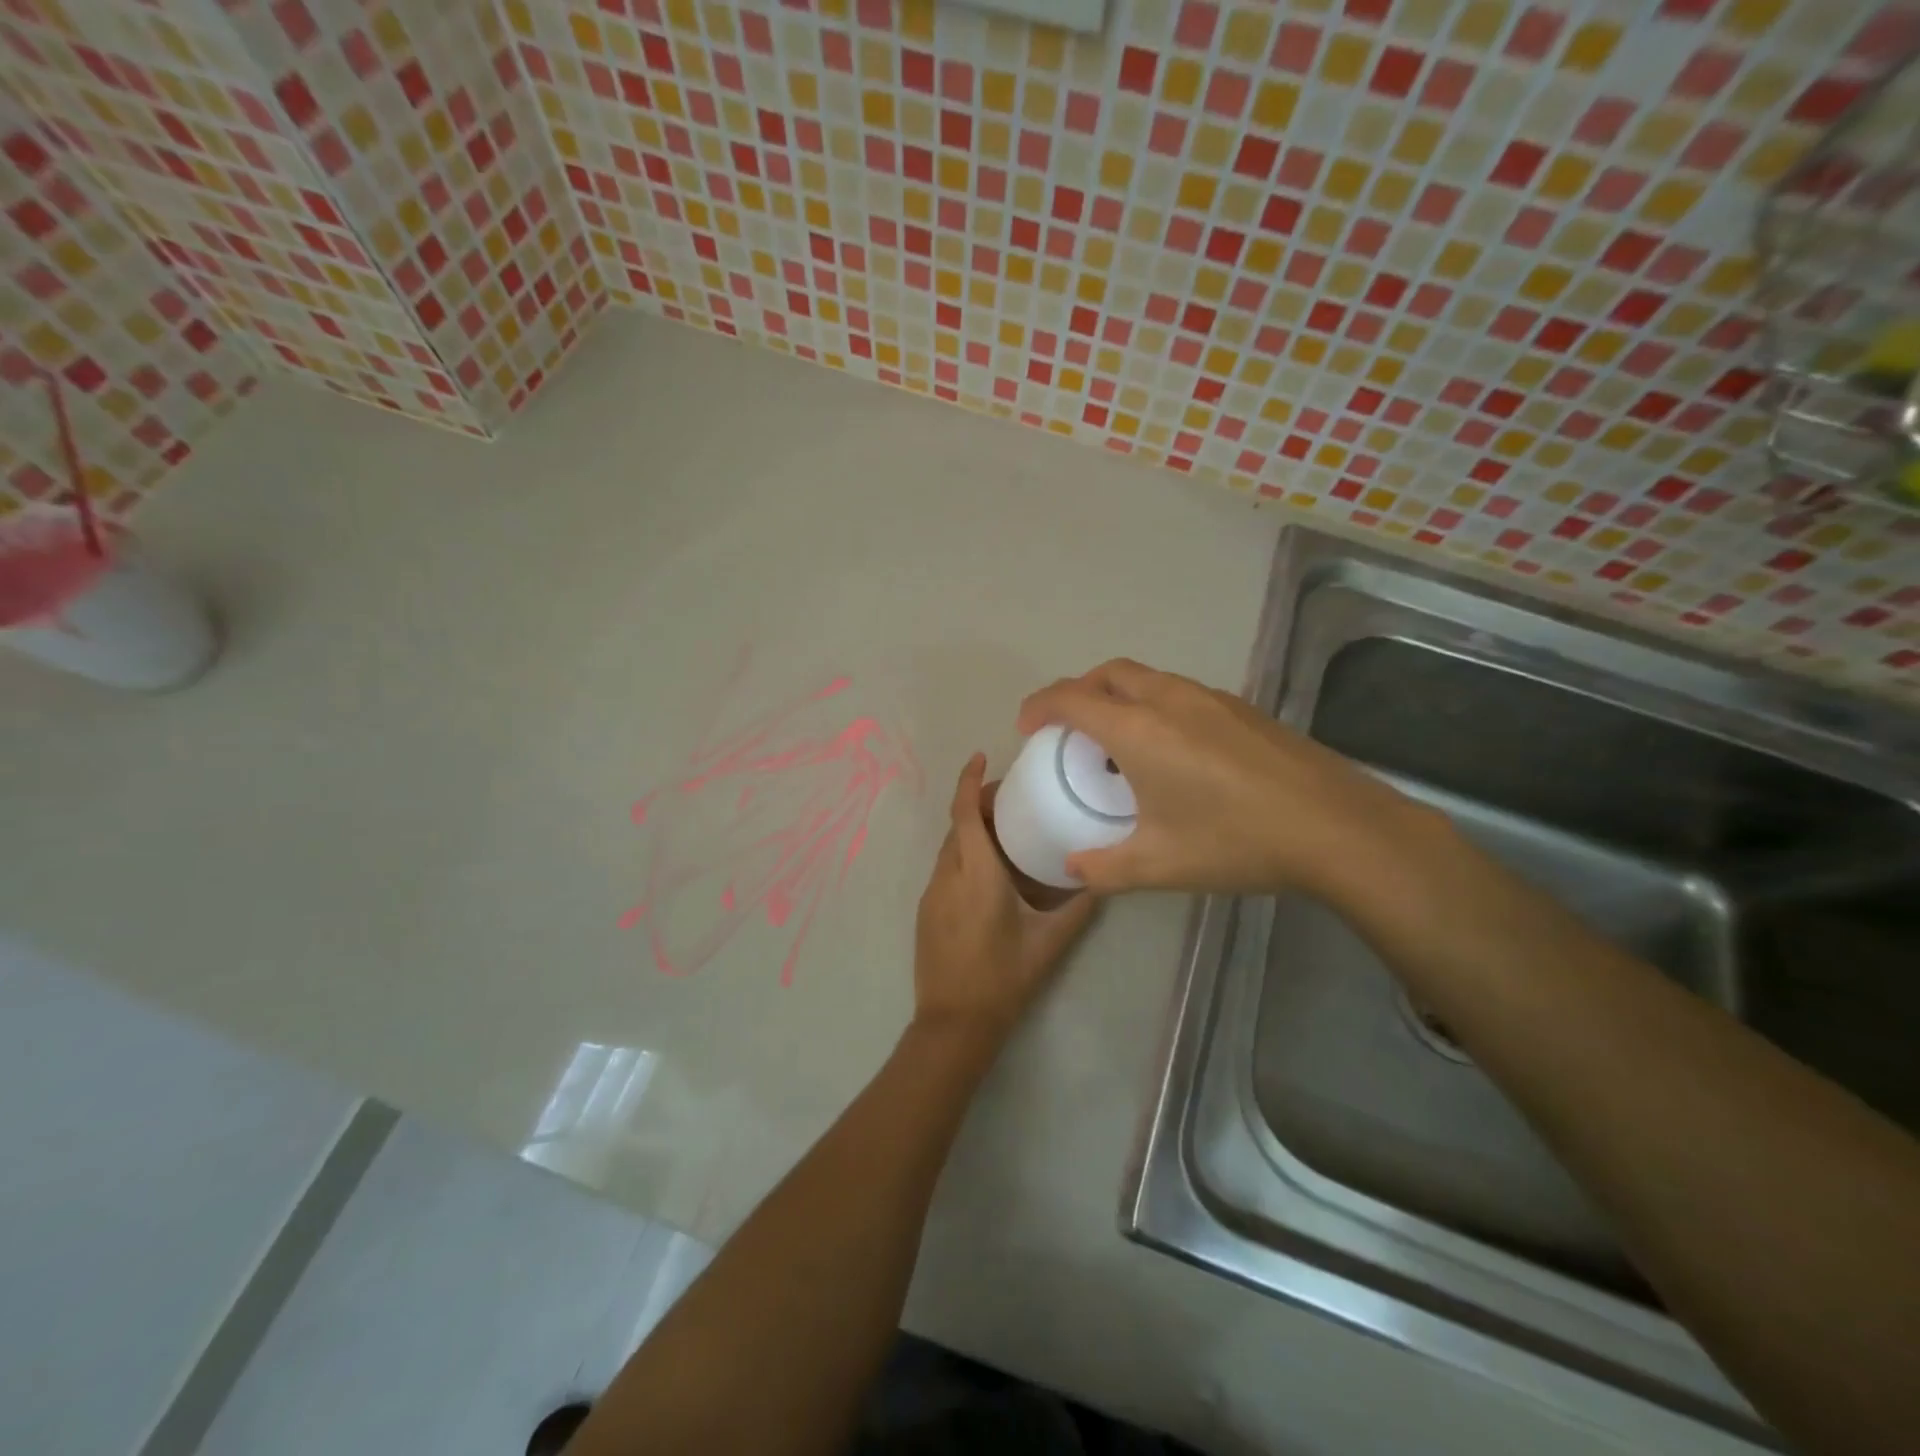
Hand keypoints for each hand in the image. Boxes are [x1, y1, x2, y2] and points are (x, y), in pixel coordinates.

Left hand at [913, 753, 1098, 1043]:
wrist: (954, 1024)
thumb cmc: (1004, 979)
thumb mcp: (1049, 942)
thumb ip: (1079, 907)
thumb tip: (1102, 878)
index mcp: (976, 875)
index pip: (964, 814)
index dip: (969, 781)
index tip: (981, 756)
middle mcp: (947, 876)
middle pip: (957, 826)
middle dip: (977, 803)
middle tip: (1011, 798)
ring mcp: (932, 894)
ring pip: (949, 848)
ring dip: (970, 831)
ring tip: (1004, 832)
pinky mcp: (926, 912)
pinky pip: (945, 869)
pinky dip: (963, 855)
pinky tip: (988, 872)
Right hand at [1016, 658, 1431, 896]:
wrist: (1336, 827)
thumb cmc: (1236, 841)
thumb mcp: (1159, 865)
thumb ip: (1105, 868)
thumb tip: (1074, 868)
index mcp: (1139, 730)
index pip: (1072, 699)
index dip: (1040, 706)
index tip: (1026, 727)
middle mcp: (1169, 700)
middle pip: (1108, 674)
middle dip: (1077, 691)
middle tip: (1067, 728)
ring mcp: (1210, 698)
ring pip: (1147, 678)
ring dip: (1117, 695)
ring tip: (1116, 740)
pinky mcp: (1241, 708)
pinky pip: (1178, 692)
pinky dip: (1153, 704)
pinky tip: (1171, 750)